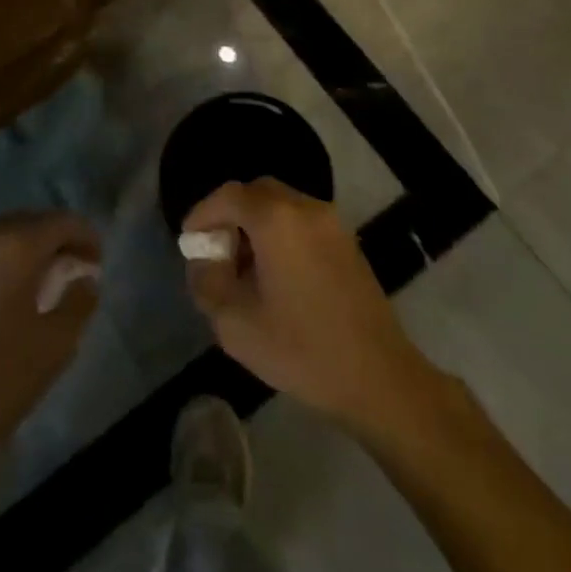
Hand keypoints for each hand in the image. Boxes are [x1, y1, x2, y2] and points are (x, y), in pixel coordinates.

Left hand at [0, 211, 100, 464]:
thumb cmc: (0, 378)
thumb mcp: (55, 344)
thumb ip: (78, 301)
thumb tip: (85, 279)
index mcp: (15, 246)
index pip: (60, 221)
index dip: (86, 236)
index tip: (98, 262)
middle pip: (30, 221)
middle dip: (57, 238)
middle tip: (76, 266)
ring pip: (4, 234)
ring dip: (29, 247)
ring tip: (46, 278)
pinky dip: (4, 258)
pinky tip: (13, 290)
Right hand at [185, 179, 422, 424]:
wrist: (380, 378)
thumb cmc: (302, 349)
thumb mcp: (235, 324)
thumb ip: (207, 283)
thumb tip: (204, 262)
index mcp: (276, 220)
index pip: (228, 196)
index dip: (203, 214)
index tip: (190, 242)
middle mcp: (305, 208)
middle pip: (256, 193)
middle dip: (230, 215)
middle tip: (217, 251)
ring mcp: (332, 224)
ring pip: (281, 206)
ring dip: (256, 224)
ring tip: (244, 267)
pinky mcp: (348, 243)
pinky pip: (302, 222)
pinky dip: (281, 234)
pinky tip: (276, 275)